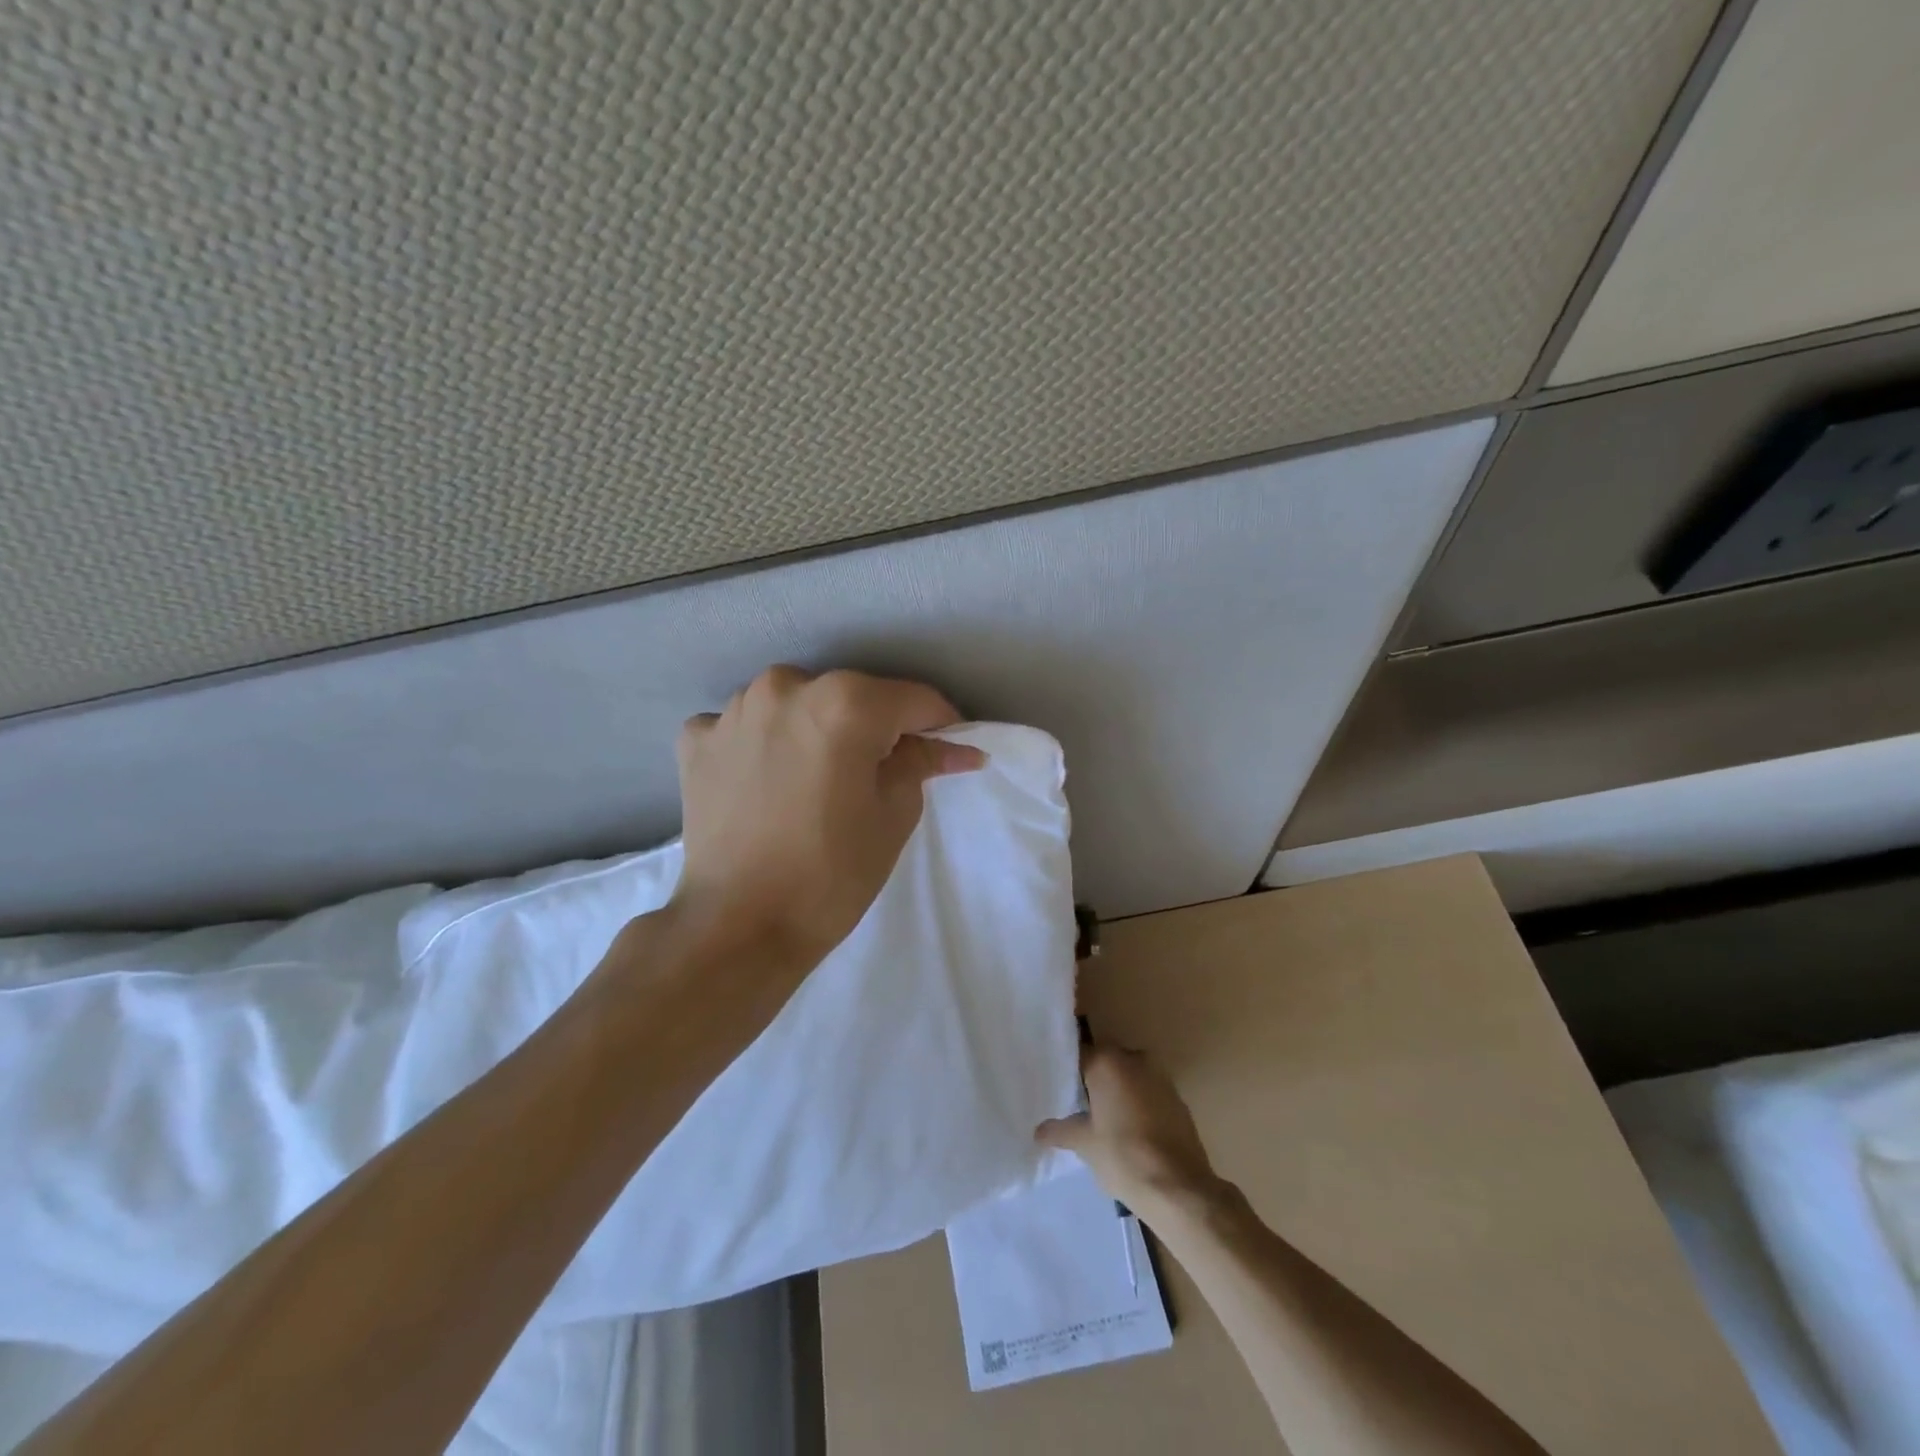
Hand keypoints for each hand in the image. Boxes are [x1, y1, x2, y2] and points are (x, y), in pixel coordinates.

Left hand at [668, 665, 985, 974]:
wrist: (739, 927)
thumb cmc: (832, 873)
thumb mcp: (894, 814)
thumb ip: (921, 761)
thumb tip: (953, 745)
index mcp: (844, 702)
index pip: (912, 699)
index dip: (938, 725)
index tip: (947, 750)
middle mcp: (786, 687)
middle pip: (851, 697)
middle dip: (874, 727)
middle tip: (880, 772)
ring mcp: (734, 710)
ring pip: (796, 705)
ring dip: (814, 730)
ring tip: (816, 778)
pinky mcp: (697, 738)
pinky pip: (745, 727)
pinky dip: (761, 744)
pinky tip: (765, 781)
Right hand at [1037, 1044, 1221, 1212]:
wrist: (1179, 1188)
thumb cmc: (1123, 1156)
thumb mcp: (1084, 1144)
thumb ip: (1060, 1131)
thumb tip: (1039, 1131)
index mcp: (1108, 1061)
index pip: (1080, 1054)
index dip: (1068, 1071)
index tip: (1059, 1087)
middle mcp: (1135, 1059)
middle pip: (1107, 1063)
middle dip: (1094, 1081)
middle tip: (1079, 1107)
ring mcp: (1161, 1078)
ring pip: (1130, 1078)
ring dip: (1119, 1093)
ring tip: (1104, 1122)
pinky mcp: (1179, 1101)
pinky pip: (1150, 1095)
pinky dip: (1139, 1106)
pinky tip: (1131, 1133)